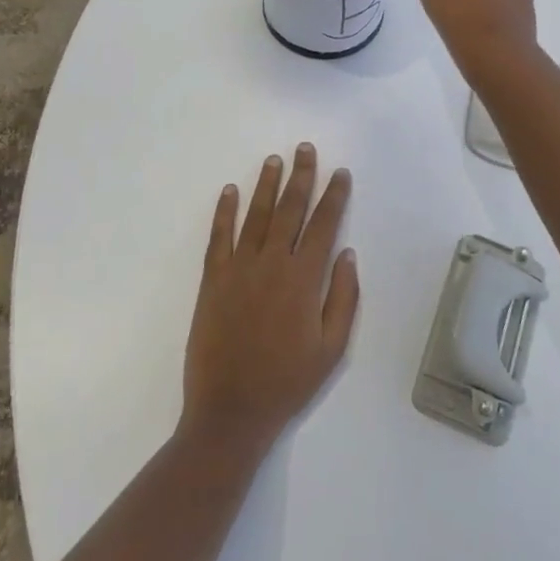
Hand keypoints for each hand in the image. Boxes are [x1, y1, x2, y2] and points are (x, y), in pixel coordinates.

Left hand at [181, 144, 359, 456]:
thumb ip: (343, 297)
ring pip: (257, 215)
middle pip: (290, 209)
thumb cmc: (287, 382)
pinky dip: (224, 212)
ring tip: (274, 160)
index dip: (334, 196)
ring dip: (267, 185)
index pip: (323, 225)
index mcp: (303, 279)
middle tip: (306, 149)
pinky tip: (230, 191)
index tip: (340, 173)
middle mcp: (272, 263)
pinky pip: (219, 237)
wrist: (231, 411)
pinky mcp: (213, 280)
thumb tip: (347, 253)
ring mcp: (239, 268)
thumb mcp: (331, 348)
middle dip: (301, 176)